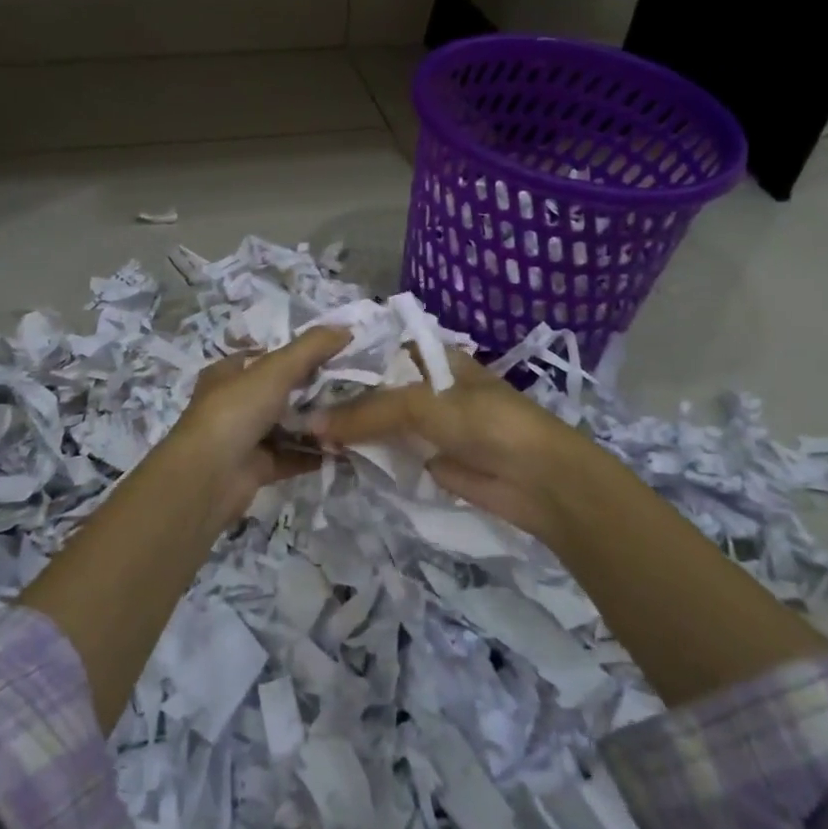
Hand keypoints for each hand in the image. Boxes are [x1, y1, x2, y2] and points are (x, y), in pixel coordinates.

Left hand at [170, 325, 351, 527]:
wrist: (208, 476)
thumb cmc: (236, 410)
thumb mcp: (276, 369)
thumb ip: (311, 347)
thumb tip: (346, 329)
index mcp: (229, 374)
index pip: (265, 356)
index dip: (296, 353)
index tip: (332, 353)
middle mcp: (234, 403)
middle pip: (279, 392)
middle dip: (312, 389)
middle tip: (351, 385)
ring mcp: (244, 437)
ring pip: (286, 426)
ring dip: (315, 424)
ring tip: (352, 416)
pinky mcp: (256, 468)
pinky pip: (291, 456)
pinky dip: (313, 453)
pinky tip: (343, 448)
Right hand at [307, 348, 618, 551]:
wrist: (536, 479)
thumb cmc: (484, 421)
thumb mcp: (423, 404)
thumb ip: (367, 412)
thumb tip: (311, 424)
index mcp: (433, 357)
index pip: (379, 349)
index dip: (344, 357)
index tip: (303, 367)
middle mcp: (427, 386)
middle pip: (376, 388)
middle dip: (341, 397)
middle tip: (292, 404)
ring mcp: (427, 424)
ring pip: (379, 421)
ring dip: (349, 428)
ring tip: (299, 430)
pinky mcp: (426, 458)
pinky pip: (388, 452)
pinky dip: (365, 455)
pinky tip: (329, 455)